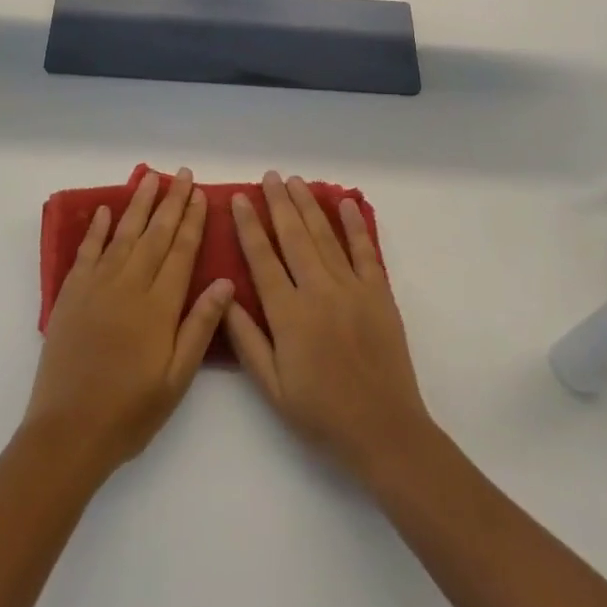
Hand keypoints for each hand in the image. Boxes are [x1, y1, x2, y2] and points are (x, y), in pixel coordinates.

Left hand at [23, 168, 233, 477]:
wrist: (68, 432)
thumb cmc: (130, 411)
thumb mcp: (176, 379)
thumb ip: (200, 327)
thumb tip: (225, 282)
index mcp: (159, 306)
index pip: (181, 252)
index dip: (192, 221)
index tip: (200, 194)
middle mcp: (129, 285)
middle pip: (155, 235)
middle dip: (171, 202)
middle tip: (182, 174)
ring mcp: (97, 286)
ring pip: (123, 234)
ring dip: (138, 204)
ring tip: (150, 178)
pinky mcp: (71, 294)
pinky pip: (86, 251)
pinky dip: (95, 228)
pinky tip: (104, 210)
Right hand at [225, 171, 433, 482]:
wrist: (383, 430)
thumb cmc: (321, 413)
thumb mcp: (272, 386)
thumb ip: (246, 340)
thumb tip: (224, 295)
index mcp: (289, 314)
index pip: (262, 259)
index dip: (249, 226)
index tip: (238, 199)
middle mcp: (318, 291)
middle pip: (294, 236)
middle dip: (278, 202)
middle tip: (269, 176)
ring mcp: (351, 288)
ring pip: (324, 236)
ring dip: (309, 205)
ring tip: (295, 180)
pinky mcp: (378, 292)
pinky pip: (364, 250)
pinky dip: (355, 224)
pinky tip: (345, 203)